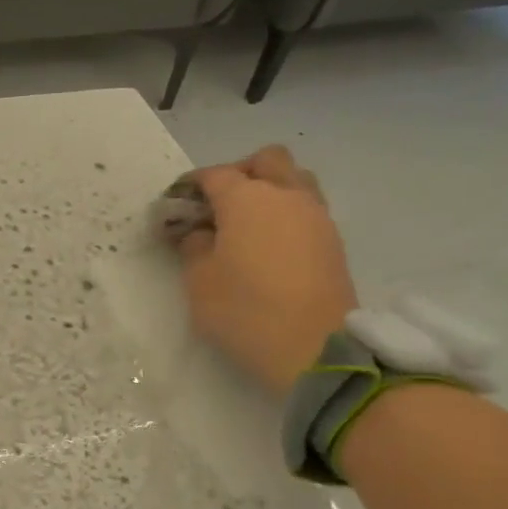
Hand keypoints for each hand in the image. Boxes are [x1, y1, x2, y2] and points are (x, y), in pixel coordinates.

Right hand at [165, 147, 357, 397]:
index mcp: (247, 199)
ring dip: (269, 189)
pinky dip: (286, 214)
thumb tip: (198, 233)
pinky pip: (306, 208)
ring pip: (294, 179)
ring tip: (247, 223)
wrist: (315, 348)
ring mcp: (316, 216)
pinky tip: (269, 244)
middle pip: (266, 160)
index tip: (175, 206)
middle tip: (218, 205)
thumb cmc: (244, 310)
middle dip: (239, 173)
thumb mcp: (198, 282)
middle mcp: (285, 195)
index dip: (190, 186)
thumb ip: (193, 247)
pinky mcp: (333, 241)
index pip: (213, 175)